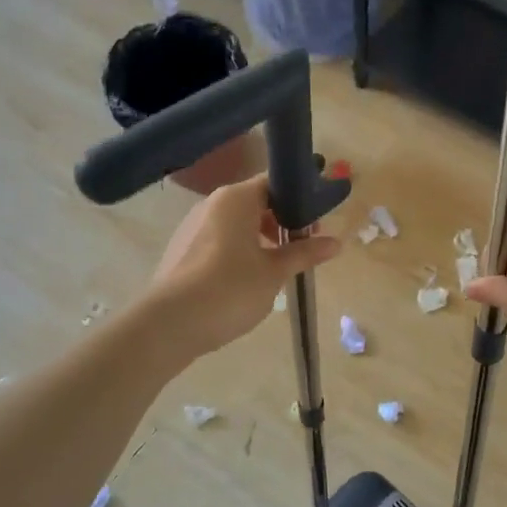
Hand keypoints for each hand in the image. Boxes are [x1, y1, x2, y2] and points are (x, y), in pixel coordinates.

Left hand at [145, 174, 340, 358]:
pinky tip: (247, 281)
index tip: (317, 225)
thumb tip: (336, 242)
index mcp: (236, 199)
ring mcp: (193, 227)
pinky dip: (239, 252)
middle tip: (303, 250)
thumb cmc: (230, 288)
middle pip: (256, 203)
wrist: (170, 323)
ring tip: (278, 269)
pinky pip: (219, 241)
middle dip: (282, 223)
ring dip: (261, 240)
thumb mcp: (275, 272)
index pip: (275, 183)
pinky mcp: (182, 250)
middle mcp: (212, 204)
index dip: (300, 200)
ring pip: (237, 224)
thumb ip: (304, 253)